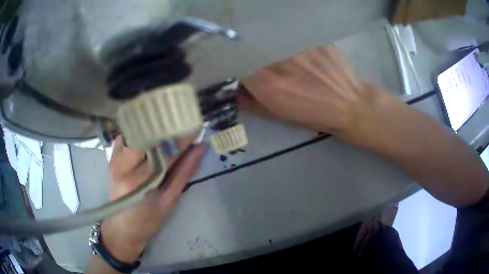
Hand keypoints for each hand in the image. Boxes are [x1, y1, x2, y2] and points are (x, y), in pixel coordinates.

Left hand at [100, 136, 205, 263]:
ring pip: (134, 131)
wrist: (122, 227)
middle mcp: (123, 167)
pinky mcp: (111, 158)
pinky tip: (148, 135)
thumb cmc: (148, 220)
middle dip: (165, 127)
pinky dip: (138, 132)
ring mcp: (114, 160)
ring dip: (151, 127)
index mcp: (139, 182)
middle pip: (146, 135)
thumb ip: (184, 172)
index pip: (163, 151)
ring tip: (167, 127)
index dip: (180, 137)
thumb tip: (199, 148)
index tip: (195, 125)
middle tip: (182, 123)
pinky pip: (126, 136)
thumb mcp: (169, 200)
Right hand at [240, 45, 393, 143]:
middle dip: (246, 48)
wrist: (350, 105)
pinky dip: (285, 36)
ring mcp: (297, 45)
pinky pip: (289, 32)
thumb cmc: (314, 114)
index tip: (232, 62)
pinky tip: (293, 44)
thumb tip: (233, 90)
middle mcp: (279, 60)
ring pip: (269, 36)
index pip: (234, 61)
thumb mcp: (278, 114)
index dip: (230, 60)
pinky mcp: (313, 37)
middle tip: (252, 55)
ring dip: (265, 41)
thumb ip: (250, 102)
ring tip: (276, 50)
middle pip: (250, 44)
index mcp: (266, 83)